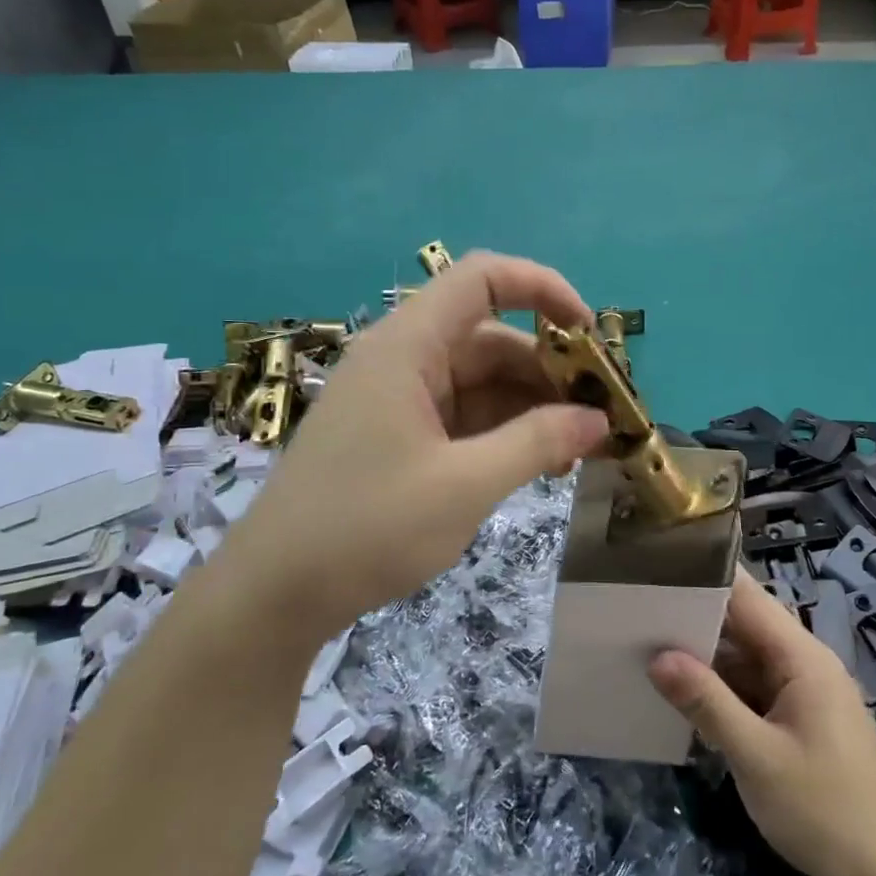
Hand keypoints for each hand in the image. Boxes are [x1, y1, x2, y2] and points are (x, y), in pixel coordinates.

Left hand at [226, 252, 608, 638]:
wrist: (275, 595)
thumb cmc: (366, 528)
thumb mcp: (465, 485)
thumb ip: (537, 443)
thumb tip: (599, 420)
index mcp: (408, 347)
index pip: (482, 279)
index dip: (542, 288)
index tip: (590, 335)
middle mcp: (404, 360)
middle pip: (492, 338)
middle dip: (550, 371)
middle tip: (600, 417)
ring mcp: (399, 400)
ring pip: (482, 382)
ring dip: (532, 409)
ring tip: (579, 452)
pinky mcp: (399, 436)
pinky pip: (464, 416)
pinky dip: (504, 433)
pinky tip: (538, 465)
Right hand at [649, 571, 875, 875]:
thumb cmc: (823, 811)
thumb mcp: (756, 757)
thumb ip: (706, 702)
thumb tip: (657, 656)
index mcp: (802, 657)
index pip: (747, 597)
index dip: (704, 578)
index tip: (656, 567)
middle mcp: (804, 664)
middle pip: (744, 625)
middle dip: (694, 619)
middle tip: (635, 610)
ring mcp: (802, 693)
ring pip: (744, 659)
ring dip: (704, 657)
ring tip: (646, 645)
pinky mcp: (798, 720)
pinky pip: (752, 689)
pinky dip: (720, 689)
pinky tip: (682, 694)